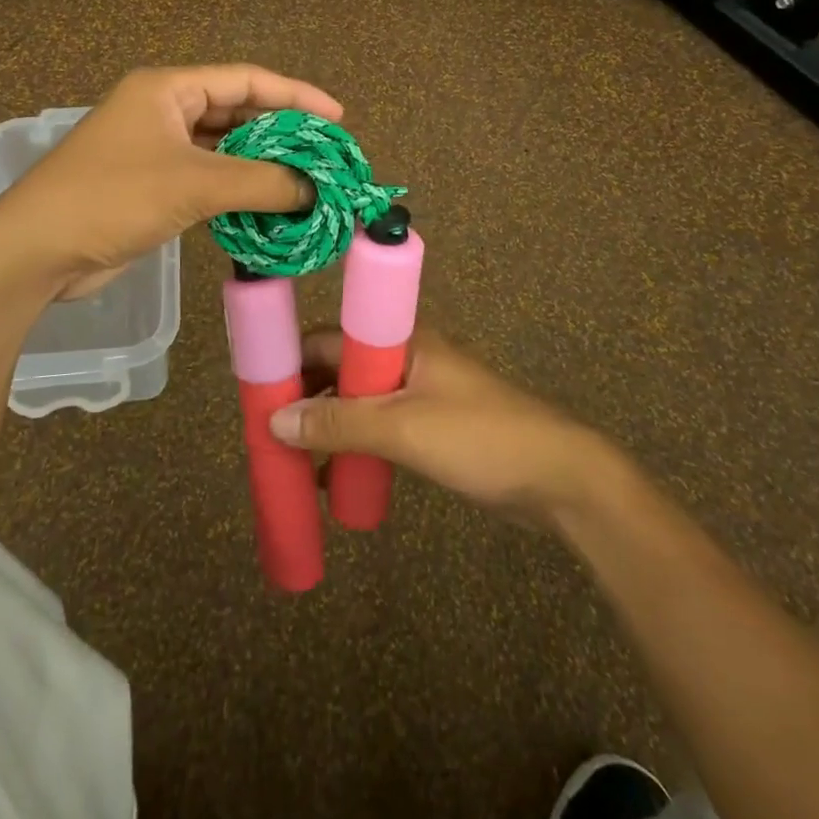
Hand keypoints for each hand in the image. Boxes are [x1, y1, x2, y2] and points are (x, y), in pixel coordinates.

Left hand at [0, 65, 342, 298]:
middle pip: (236, 112)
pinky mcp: (151, 185)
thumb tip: (315, 190)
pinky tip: (268, 204)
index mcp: (168, 88)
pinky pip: (207, 177)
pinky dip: (237, 189)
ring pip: (222, 148)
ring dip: (260, 165)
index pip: (245, 80)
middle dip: (281, 133)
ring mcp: (155, 148)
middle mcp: (163, 110)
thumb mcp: (194, 184)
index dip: (295, 96)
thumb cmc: (113, 198)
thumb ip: (261, 183)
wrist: (36, 251)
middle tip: (325, 156)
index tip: (337, 118)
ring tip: (306, 181)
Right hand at [270, 327, 617, 523]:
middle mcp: (405, 357)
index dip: (292, 362)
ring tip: (292, 460)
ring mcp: (420, 392)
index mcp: (400, 340)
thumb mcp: (403, 429)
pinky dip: (353, 446)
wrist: (560, 478)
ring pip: (358, 402)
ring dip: (327, 426)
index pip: (329, 339)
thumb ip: (340, 423)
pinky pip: (378, 427)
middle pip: (340, 370)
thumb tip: (275, 421)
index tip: (258, 394)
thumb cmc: (480, 438)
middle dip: (305, 399)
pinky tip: (331, 479)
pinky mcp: (431, 425)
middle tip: (269, 435)